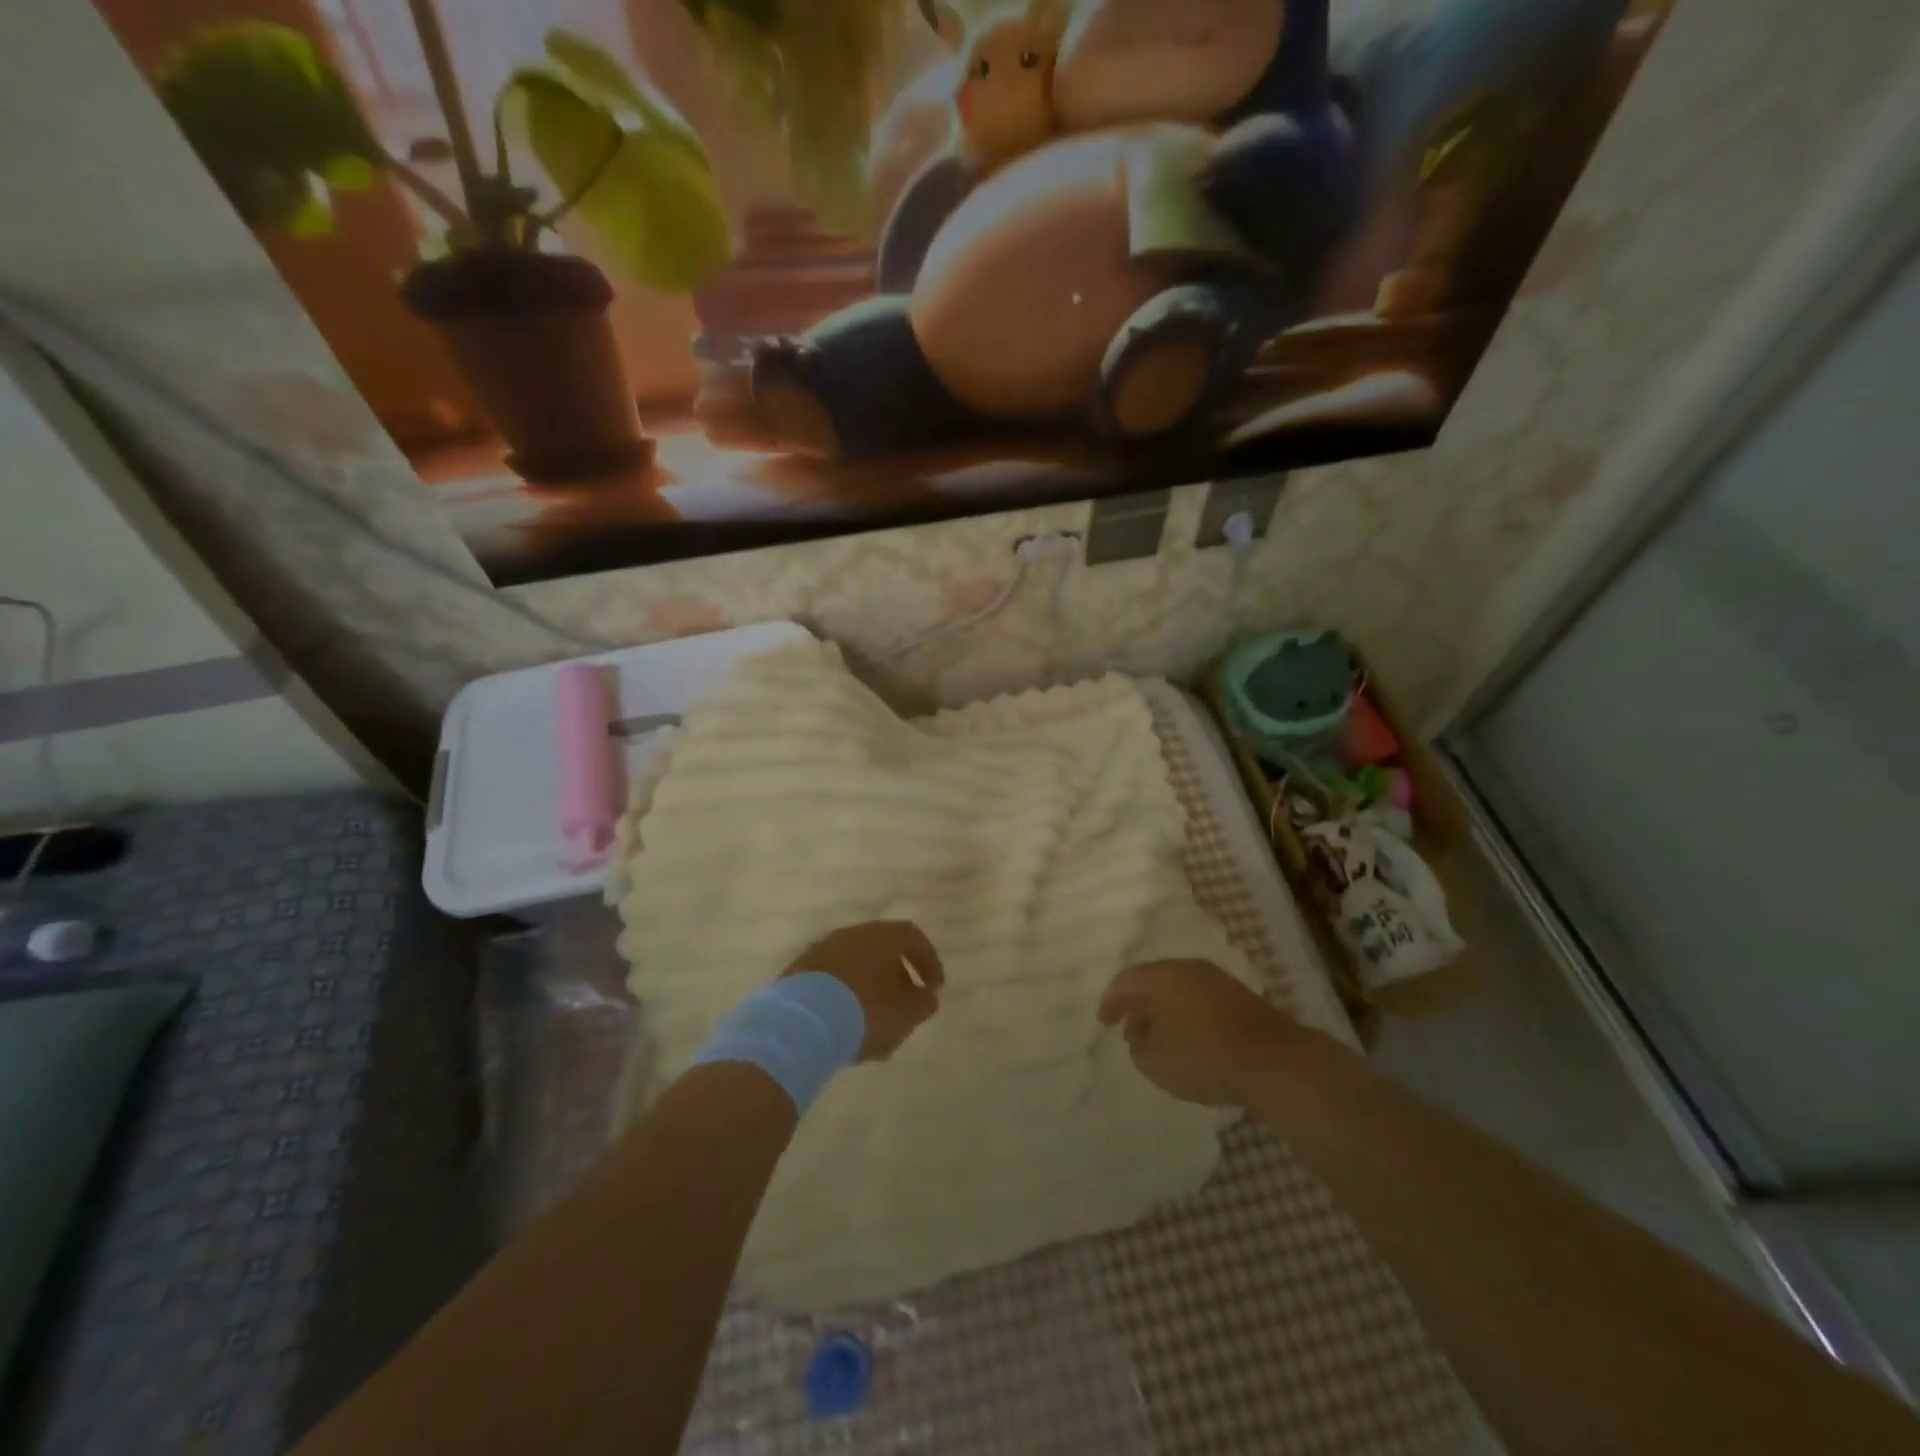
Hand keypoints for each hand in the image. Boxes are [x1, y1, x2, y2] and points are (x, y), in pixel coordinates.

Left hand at [782, 921, 943, 1060]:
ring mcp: (822, 950)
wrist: (803, 1021)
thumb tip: (927, 996)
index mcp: (882, 935)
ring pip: (854, 964)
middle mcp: (852, 934)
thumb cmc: (866, 1011)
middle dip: (896, 975)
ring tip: (873, 1020)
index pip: (913, 937)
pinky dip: (842, 996)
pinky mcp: (799, 972)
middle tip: (904, 1003)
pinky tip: (844, 1022)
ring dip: (868, 987)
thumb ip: (923, 1003)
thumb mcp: (907, 1013)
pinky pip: (830, 980)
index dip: (928, 961)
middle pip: (881, 948)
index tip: (934, 987)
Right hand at [1097, 959, 1298, 1106]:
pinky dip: (1188, 1016)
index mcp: (1161, 976)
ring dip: (1165, 1011)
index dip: (1111, 1001)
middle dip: (1139, 1005)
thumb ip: (1139, 1046)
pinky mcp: (1241, 998)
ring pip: (1180, 990)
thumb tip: (1143, 1035)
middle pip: (1154, 981)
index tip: (1104, 1021)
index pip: (1126, 981)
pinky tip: (1191, 1040)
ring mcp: (1218, 981)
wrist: (1273, 1061)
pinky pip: (1201, 1001)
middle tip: (1130, 1028)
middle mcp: (1188, 969)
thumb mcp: (1154, 1061)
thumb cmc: (1203, 1057)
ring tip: (1159, 1038)